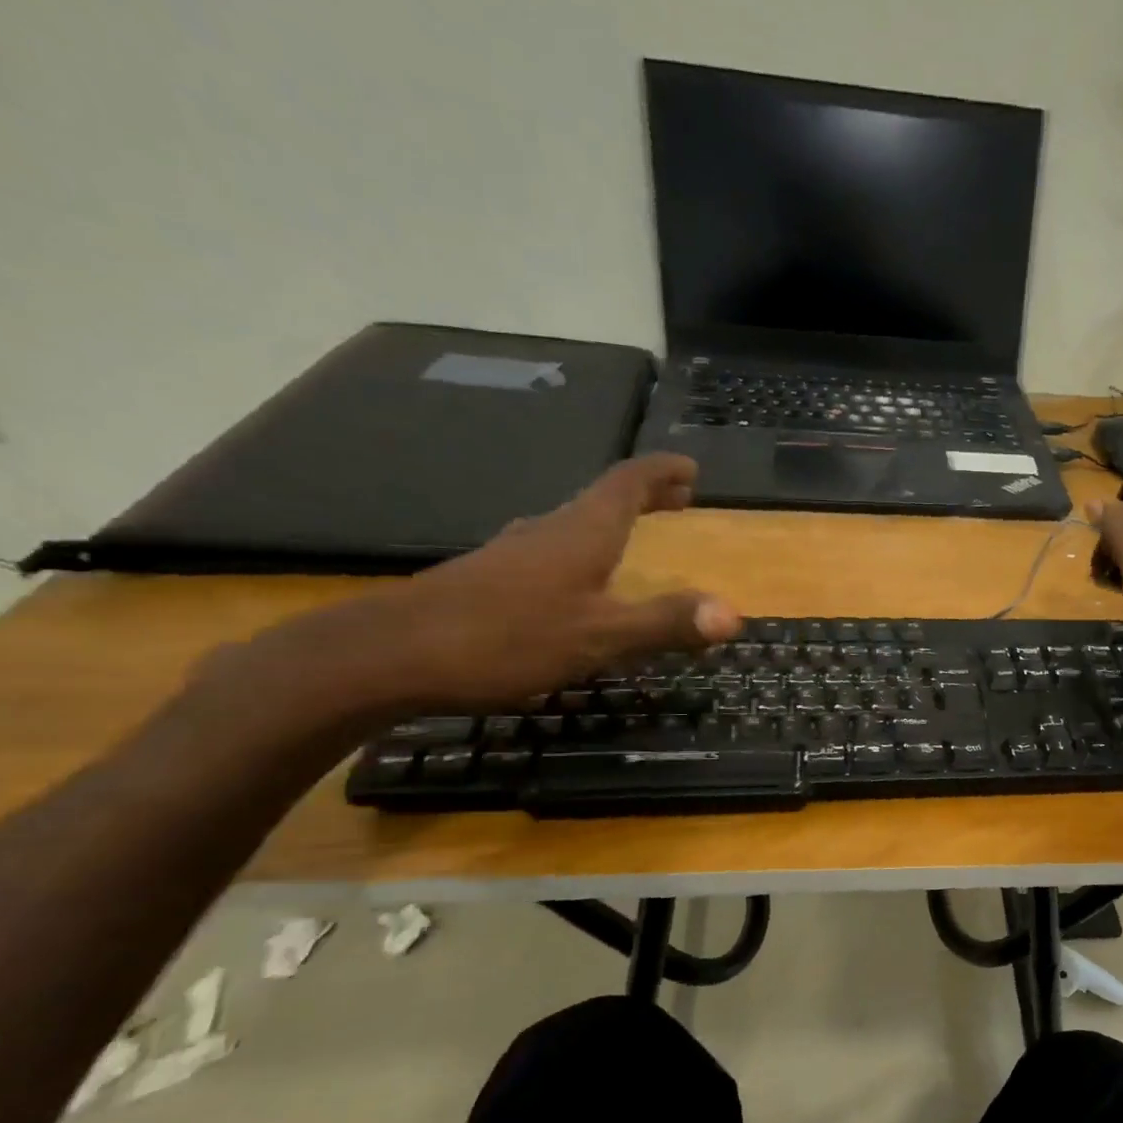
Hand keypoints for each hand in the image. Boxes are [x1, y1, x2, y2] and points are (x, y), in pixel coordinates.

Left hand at [248, 455, 740, 715]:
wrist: (387, 655)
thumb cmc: (504, 638)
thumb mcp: (598, 636)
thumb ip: (665, 623)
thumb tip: (734, 615)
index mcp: (581, 533)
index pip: (627, 483)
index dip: (660, 472)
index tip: (690, 467)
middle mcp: (547, 532)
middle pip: (602, 499)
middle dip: (643, 496)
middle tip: (676, 498)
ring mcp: (512, 554)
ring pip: (572, 524)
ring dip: (610, 522)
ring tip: (634, 534)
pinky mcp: (488, 579)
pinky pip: (550, 550)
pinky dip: (581, 550)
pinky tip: (574, 580)